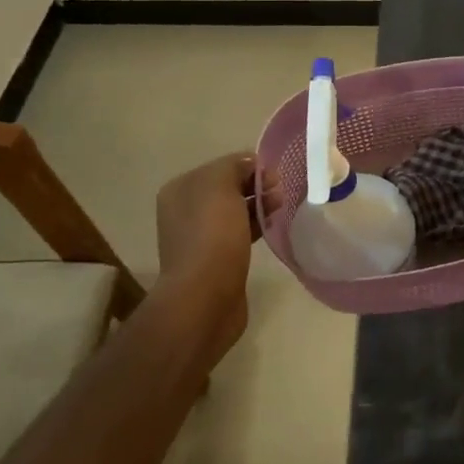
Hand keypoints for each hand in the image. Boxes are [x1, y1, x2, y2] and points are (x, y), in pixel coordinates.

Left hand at [155, 152, 270, 352]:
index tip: (275, 173)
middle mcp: (185, 211)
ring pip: (235, 212)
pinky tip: (273, 226)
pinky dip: (256, 227)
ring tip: (282, 206)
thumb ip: (234, 166)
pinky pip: (239, 234)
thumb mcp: (221, 186)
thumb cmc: (212, 236)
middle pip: (228, 189)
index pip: (221, 166)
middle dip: (256, 186)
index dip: (249, 166)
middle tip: (282, 191)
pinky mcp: (216, 260)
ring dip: (259, 206)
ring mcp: (200, 237)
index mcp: (181, 189)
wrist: (206, 297)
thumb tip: (251, 166)